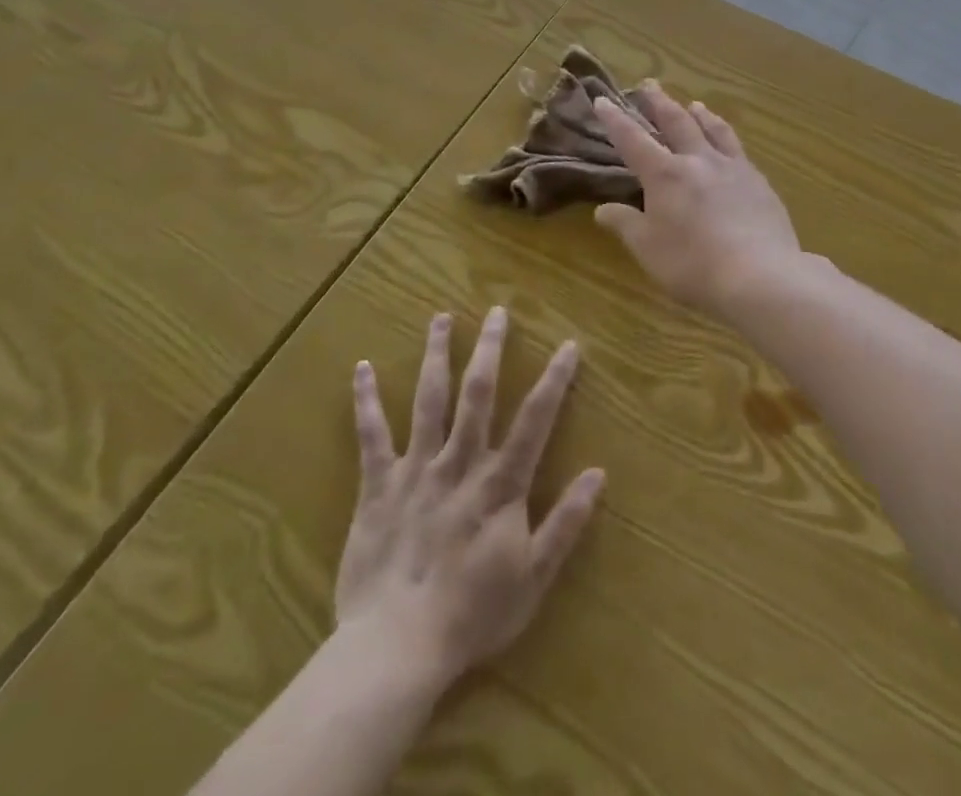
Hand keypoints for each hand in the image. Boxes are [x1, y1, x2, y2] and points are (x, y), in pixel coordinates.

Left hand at [335, 308, 604, 694]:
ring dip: (436, 355)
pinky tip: (362, 367)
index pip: (534, 420)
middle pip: (478, 394)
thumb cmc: (471, 615)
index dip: (554, 380)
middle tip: (497, 311)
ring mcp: (416, 470)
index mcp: (499, 484)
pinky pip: (371, 436)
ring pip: (428, 400)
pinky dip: (366, 401)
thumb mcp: (533, 577)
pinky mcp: (378, 486)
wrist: (395, 649)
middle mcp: (460, 463)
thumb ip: (565, 524)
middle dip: (490, 349)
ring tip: (441, 317)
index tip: (568, 345)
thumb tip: (598, 474)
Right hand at [593, 85, 802, 311]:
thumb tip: (602, 209)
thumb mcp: (648, 249)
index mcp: (665, 174)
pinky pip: (739, 150)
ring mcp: (733, 168)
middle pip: (677, 122)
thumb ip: (626, 224)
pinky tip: (731, 147)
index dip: (616, 119)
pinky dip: (728, 139)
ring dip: (700, 114)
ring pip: (714, 130)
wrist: (761, 275)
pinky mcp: (760, 183)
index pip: (633, 140)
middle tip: (650, 84)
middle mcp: (698, 160)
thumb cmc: (693, 264)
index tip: (603, 99)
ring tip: (695, 104)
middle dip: (659, 102)